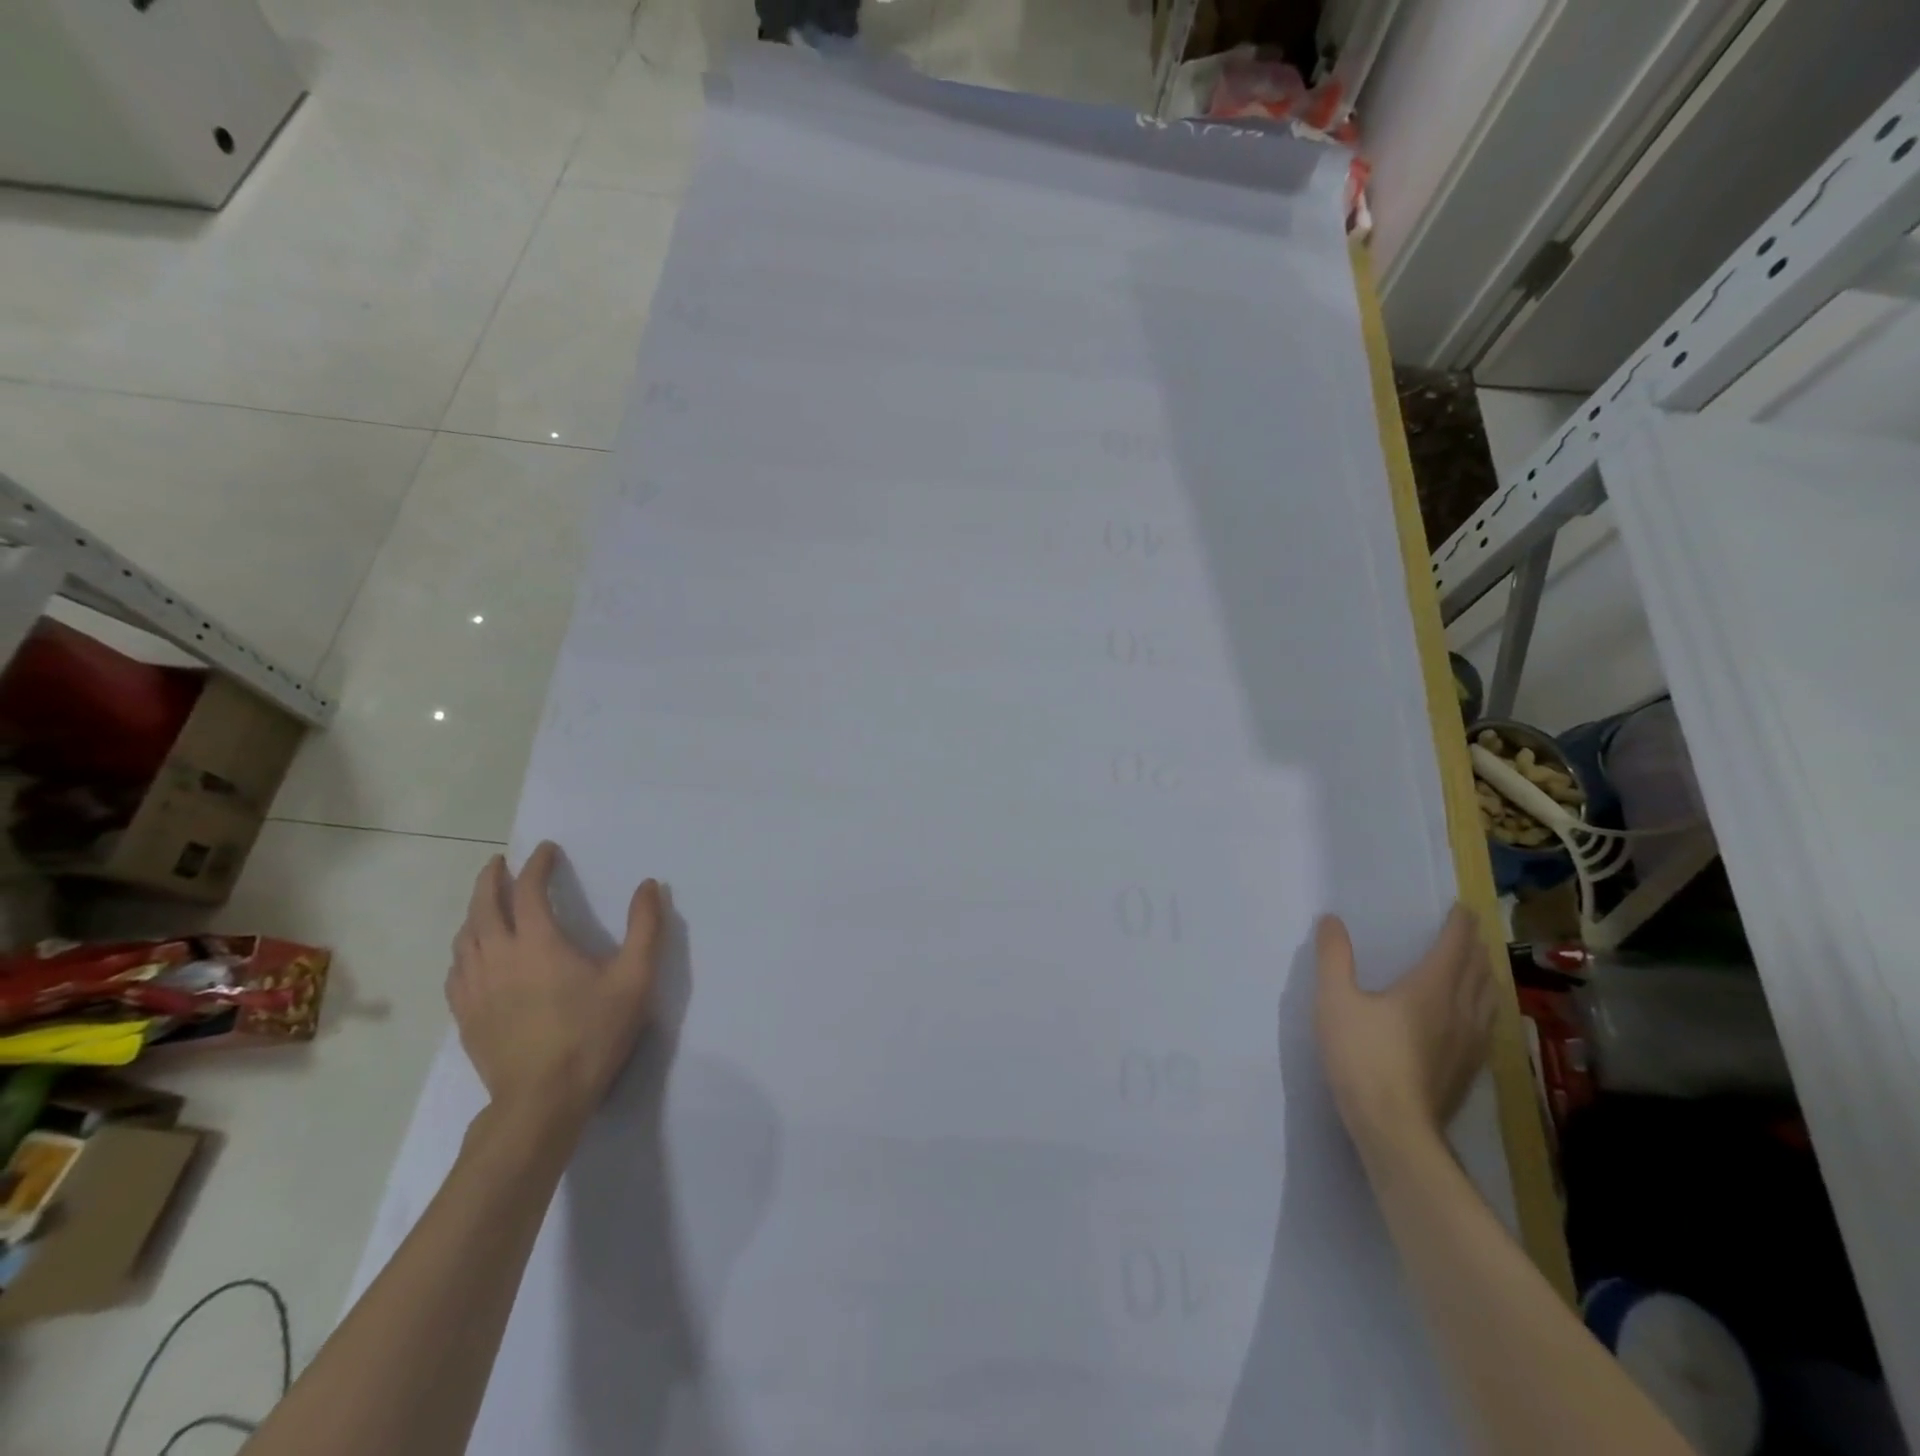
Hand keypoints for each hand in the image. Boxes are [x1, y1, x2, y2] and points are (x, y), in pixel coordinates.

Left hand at [447, 842, 664, 1132]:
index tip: (546, 850)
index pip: (528, 891)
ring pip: (465, 937)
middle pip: (483, 906)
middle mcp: (498, 957)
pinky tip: (472, 954)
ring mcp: (475, 988)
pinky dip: (464, 948)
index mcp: (538, 943)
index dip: (536, 865)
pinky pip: (456, 969)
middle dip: (491, 879)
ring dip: (474, 911)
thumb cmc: (592, 1034)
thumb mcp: (635, 979)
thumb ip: (646, 928)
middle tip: (499, 862)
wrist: (541, 1101)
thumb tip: (649, 886)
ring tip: (485, 902)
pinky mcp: (465, 1015)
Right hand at [1314, 903, 1494, 1154]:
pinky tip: (1472, 1018)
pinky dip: (1482, 1006)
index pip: (1455, 947)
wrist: (1394, 1128)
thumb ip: (1334, 957)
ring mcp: (1470, 1044)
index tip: (1462, 908)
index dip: (1460, 925)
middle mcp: (1460, 1010)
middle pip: (1478, 971)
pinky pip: (1485, 1025)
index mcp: (1431, 988)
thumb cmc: (1363, 1057)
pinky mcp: (1468, 1070)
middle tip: (1468, 932)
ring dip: (1484, 976)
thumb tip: (1331, 920)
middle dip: (1474, 947)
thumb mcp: (1334, 1000)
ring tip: (1476, 968)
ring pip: (1487, 999)